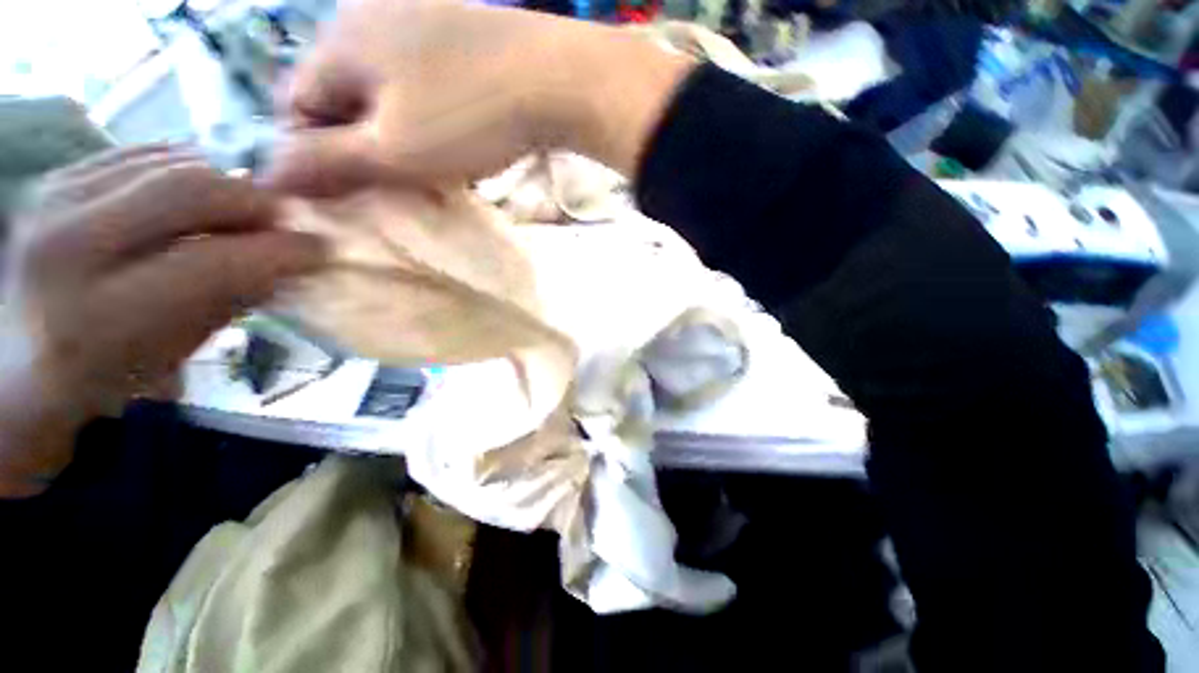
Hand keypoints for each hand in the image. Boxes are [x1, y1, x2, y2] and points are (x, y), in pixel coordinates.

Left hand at [0, 145, 325, 496]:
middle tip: (288, 220)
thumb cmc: (100, 375)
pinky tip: (202, 194)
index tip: (320, 248)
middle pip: (188, 191)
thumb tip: (288, 265)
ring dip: (224, 185)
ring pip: (169, 163)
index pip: (212, 261)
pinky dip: (186, 168)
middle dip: (255, 202)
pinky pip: (142, 154)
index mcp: (99, 316)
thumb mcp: (175, 353)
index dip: (278, 250)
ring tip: (248, 211)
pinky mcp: (57, 179)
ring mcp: (55, 202)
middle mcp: (68, 247)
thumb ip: (230, 301)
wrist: (16, 357)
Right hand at [265, 0, 691, 195]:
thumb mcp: (393, 151)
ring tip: (431, 162)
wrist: (555, 79)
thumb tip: (268, 175)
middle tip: (399, 180)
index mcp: (337, 42)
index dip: (316, 154)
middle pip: (339, 94)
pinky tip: (454, 129)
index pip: (294, 104)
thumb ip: (328, 162)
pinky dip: (426, 110)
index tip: (355, 189)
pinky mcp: (455, 28)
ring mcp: (415, 15)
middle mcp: (365, 15)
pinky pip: (420, 76)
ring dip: (396, 130)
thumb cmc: (469, 117)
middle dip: (358, 143)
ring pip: (382, 87)